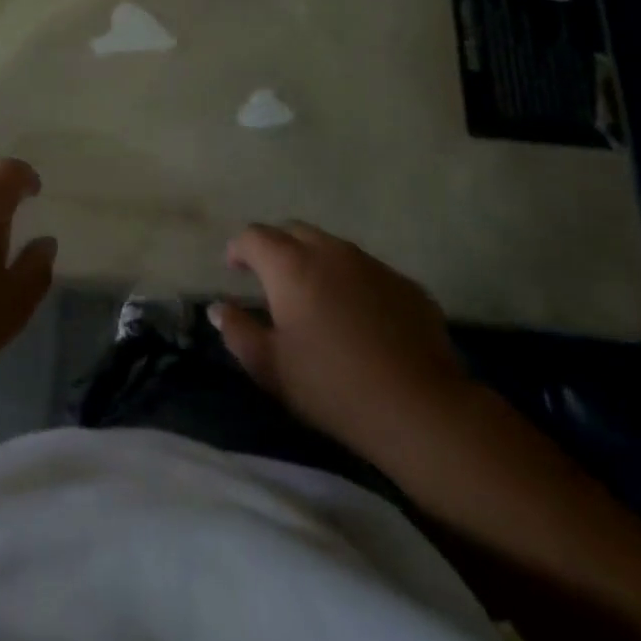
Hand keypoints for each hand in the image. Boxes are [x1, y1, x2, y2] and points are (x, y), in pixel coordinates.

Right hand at [210, 221, 473, 464]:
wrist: (421, 409)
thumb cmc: (332, 386)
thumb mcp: (270, 367)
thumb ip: (237, 331)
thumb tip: (219, 307)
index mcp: (291, 265)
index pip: (254, 236)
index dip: (239, 249)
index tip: (235, 270)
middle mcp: (330, 251)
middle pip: (294, 231)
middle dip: (276, 248)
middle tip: (271, 279)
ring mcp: (372, 264)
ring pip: (332, 248)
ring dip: (315, 261)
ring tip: (314, 296)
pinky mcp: (406, 284)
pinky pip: (367, 270)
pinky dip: (351, 282)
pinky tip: (358, 316)